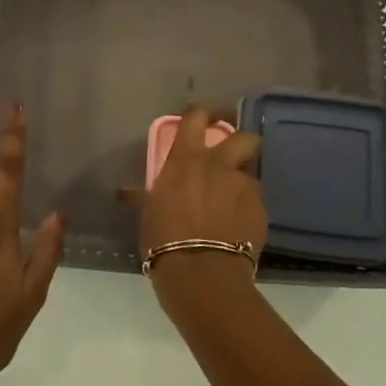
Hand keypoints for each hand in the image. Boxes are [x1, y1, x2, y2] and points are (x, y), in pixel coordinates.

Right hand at [120, 104, 265, 307]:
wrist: (201, 273)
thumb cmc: (163, 239)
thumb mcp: (148, 213)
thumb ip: (145, 196)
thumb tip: (125, 192)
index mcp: (186, 159)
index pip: (196, 117)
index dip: (204, 112)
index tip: (206, 117)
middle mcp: (218, 165)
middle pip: (244, 137)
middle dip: (242, 144)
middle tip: (232, 159)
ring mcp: (243, 186)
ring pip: (250, 174)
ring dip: (241, 184)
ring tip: (233, 204)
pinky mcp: (261, 210)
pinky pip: (255, 202)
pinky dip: (247, 209)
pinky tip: (238, 228)